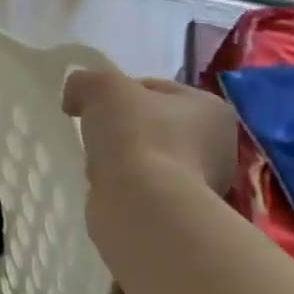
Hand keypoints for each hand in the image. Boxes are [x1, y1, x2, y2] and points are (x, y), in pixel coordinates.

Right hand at [62, 62, 238, 198]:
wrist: (142, 203)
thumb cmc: (135, 134)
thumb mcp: (101, 86)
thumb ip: (85, 81)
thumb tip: (75, 99)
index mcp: (211, 109)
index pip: (156, 89)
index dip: (120, 92)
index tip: (96, 106)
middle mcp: (218, 146)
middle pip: (153, 124)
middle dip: (123, 128)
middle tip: (97, 133)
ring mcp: (201, 184)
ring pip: (146, 156)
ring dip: (121, 158)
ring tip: (100, 164)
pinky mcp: (178, 212)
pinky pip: (141, 186)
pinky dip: (121, 184)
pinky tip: (107, 186)